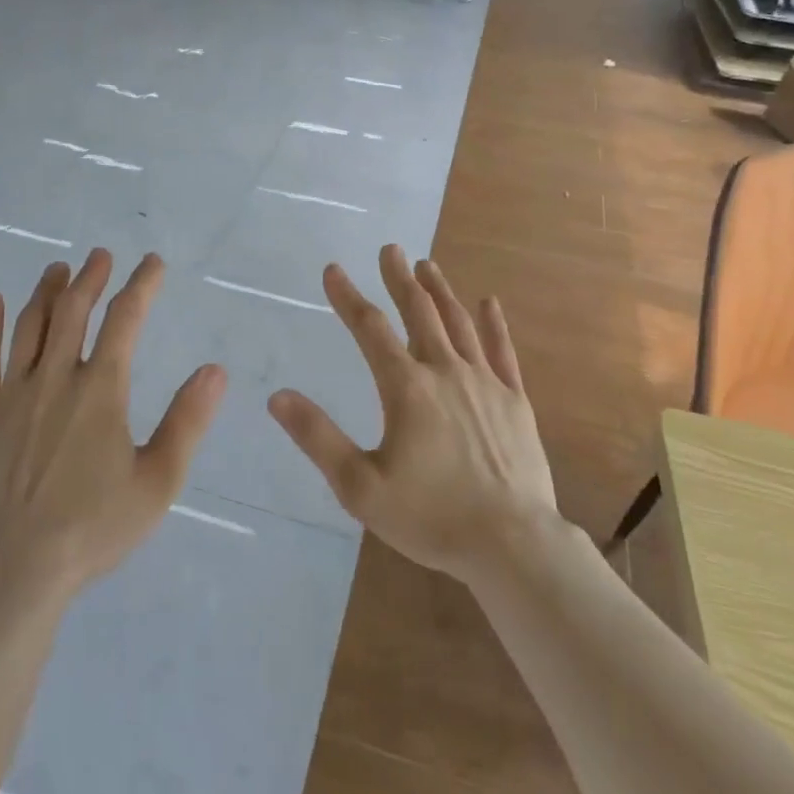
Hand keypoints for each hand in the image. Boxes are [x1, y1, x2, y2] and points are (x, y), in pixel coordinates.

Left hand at [0, 250, 225, 596]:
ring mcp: (12, 394)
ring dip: (47, 291)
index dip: (141, 285)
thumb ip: (187, 421)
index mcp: (101, 389)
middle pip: (74, 311)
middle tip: (101, 256)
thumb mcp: (158, 480)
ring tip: (58, 269)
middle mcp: (56, 378)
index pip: (125, 319)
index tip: (152, 264)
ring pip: (30, 326)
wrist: (13, 571)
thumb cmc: (93, 527)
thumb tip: (214, 370)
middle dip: (91, 278)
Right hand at [269, 245, 557, 584]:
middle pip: (419, 313)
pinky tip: (488, 302)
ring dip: (440, 291)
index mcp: (406, 388)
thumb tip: (277, 396)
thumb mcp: (360, 486)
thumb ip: (318, 437)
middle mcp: (445, 372)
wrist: (513, 545)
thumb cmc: (431, 518)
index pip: (370, 329)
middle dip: (399, 279)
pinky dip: (493, 324)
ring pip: (458, 324)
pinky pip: (502, 352)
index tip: (333, 270)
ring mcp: (485, 383)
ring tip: (426, 265)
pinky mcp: (515, 401)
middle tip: (390, 248)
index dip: (348, 297)